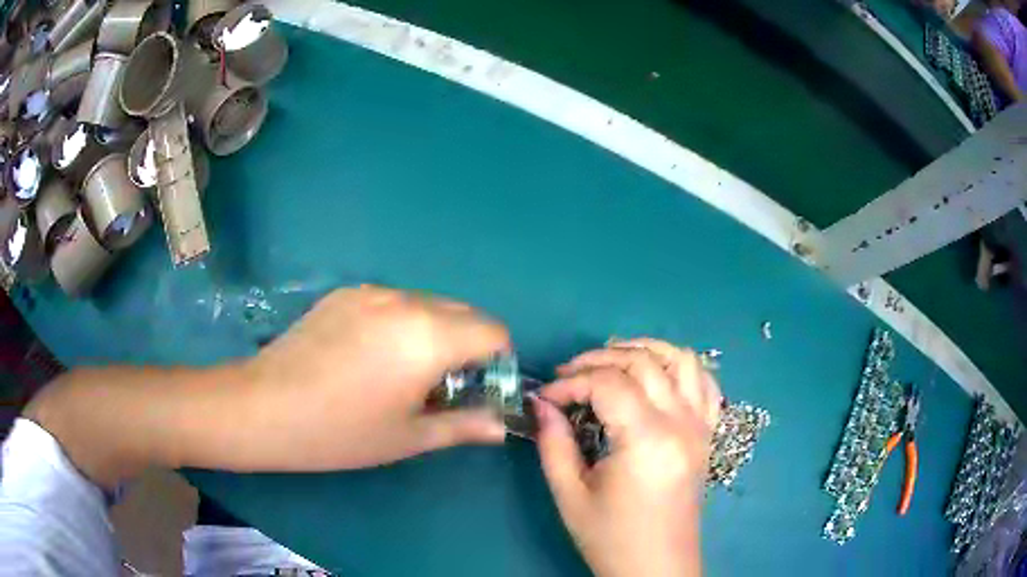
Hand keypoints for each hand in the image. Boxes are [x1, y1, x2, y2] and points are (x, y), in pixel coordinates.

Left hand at [238, 286, 509, 469]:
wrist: (264, 407)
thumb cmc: (341, 432)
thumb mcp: (409, 436)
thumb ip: (465, 425)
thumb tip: (502, 426)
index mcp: (429, 335)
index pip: (493, 330)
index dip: (498, 361)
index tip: (479, 389)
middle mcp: (406, 300)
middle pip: (464, 312)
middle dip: (469, 345)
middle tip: (443, 386)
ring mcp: (371, 291)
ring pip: (428, 304)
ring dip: (435, 332)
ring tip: (402, 372)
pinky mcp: (344, 293)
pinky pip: (392, 302)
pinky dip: (401, 323)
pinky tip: (368, 356)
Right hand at [534, 338, 720, 576]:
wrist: (657, 569)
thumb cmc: (611, 539)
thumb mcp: (570, 495)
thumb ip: (553, 443)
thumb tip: (541, 404)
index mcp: (647, 439)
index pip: (608, 383)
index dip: (570, 382)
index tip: (546, 397)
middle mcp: (681, 423)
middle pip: (643, 362)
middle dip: (599, 359)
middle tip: (568, 375)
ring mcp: (701, 427)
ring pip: (682, 360)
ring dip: (645, 350)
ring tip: (612, 360)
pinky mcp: (707, 436)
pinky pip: (706, 385)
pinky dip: (682, 368)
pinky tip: (658, 376)